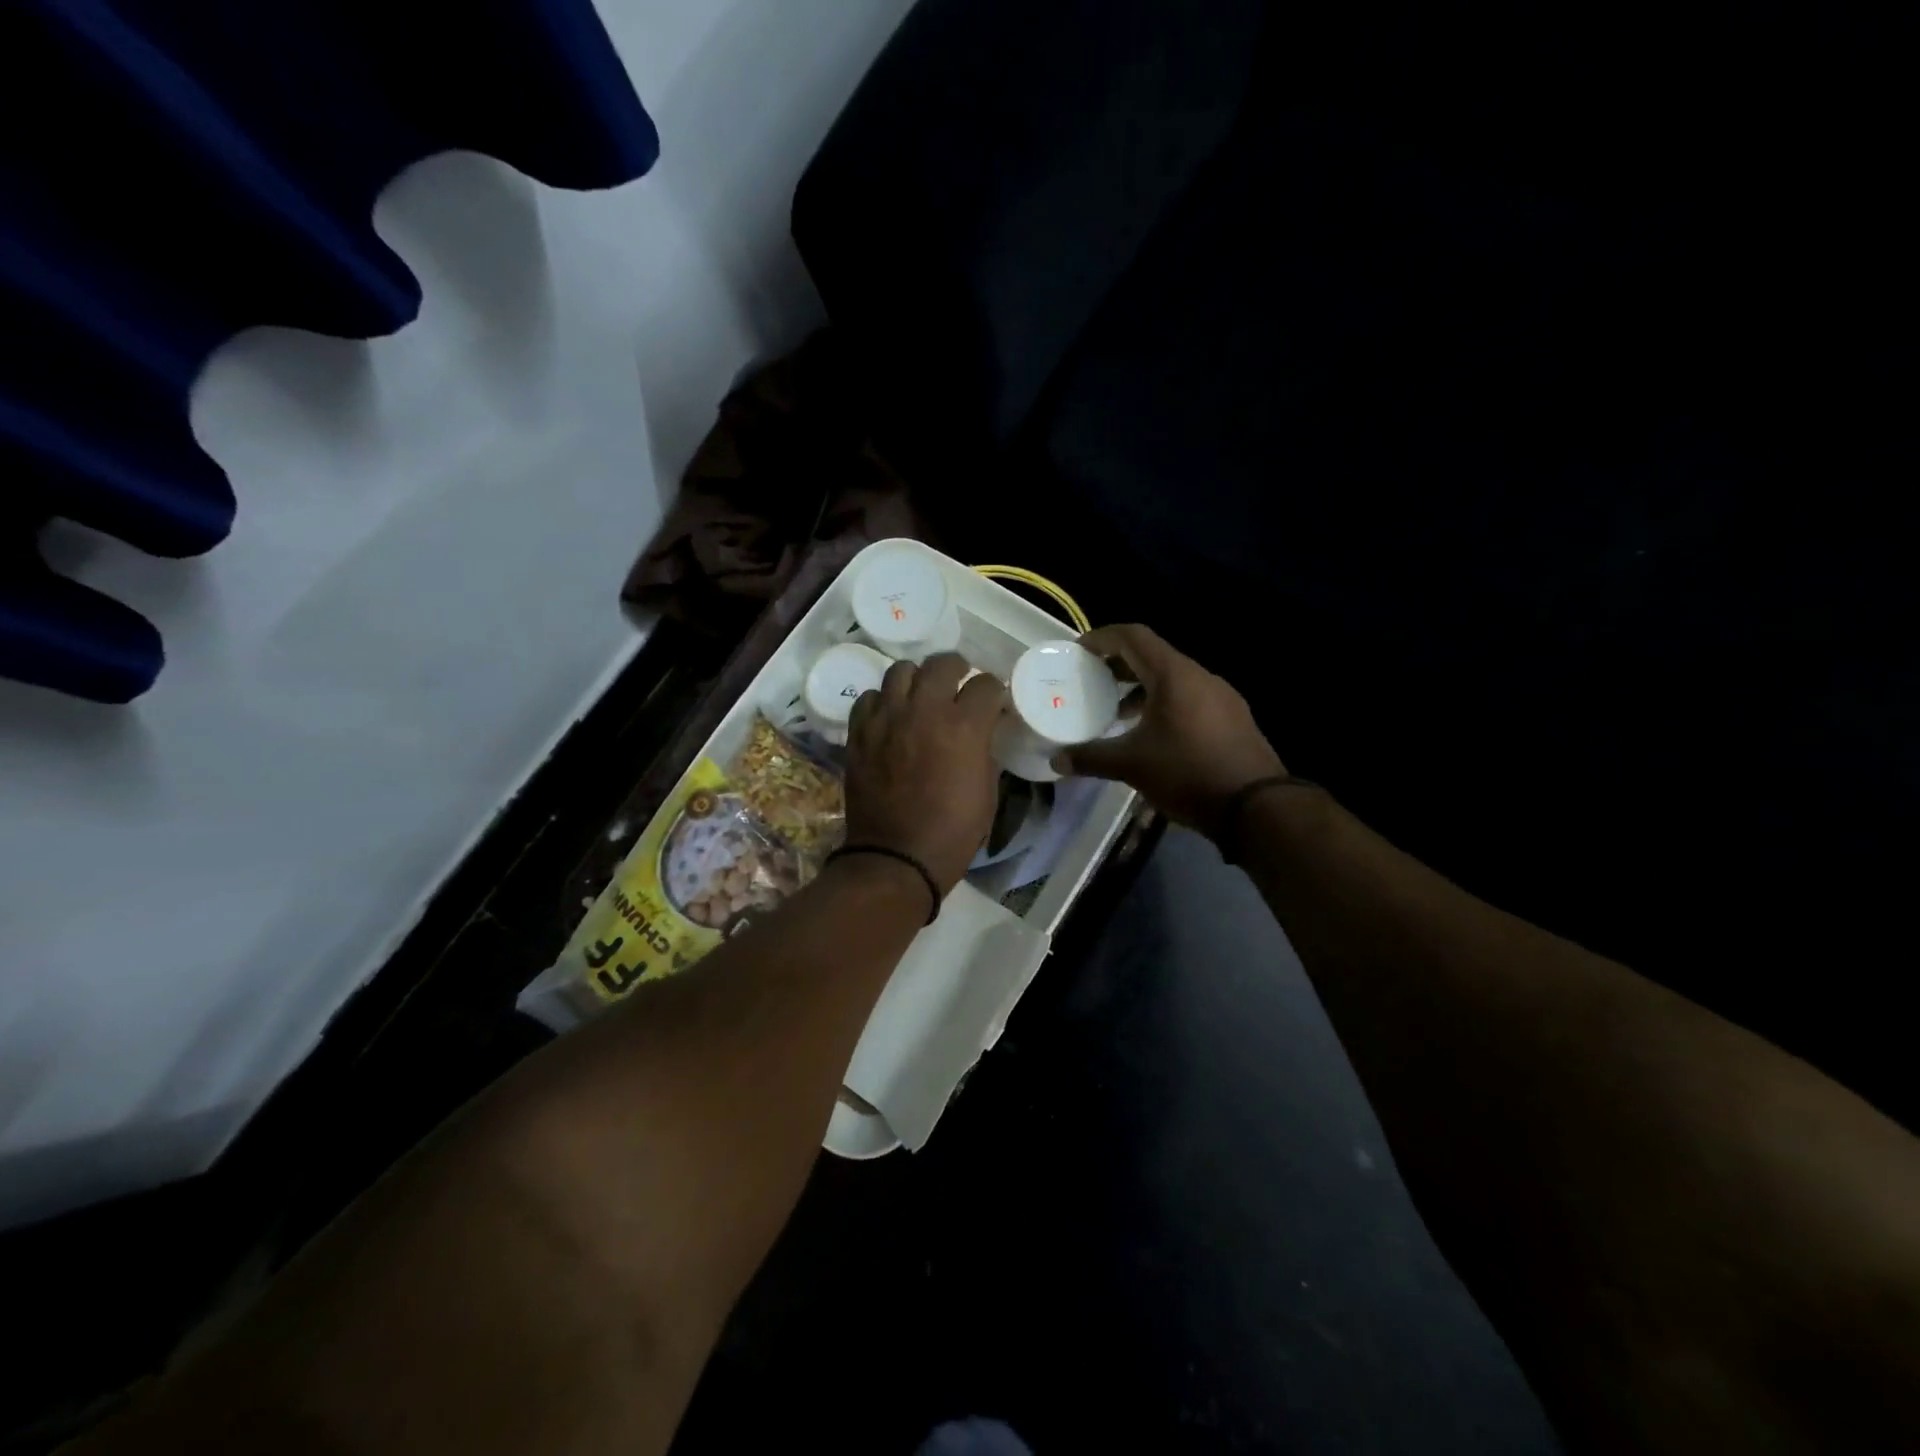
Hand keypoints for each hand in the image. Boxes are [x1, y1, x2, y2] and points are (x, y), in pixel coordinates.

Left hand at [844, 654, 1008, 893]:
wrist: (897, 857)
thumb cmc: (953, 831)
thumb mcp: (987, 790)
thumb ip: (985, 749)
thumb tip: (983, 730)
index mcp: (964, 726)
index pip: (987, 684)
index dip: (995, 692)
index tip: (993, 703)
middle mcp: (924, 710)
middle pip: (943, 663)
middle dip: (958, 670)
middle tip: (959, 686)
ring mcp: (887, 718)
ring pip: (901, 670)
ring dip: (917, 679)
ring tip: (921, 696)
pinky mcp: (860, 732)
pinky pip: (869, 697)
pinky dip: (883, 701)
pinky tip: (890, 717)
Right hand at [1058, 624, 1285, 832]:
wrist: (1256, 806)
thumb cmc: (1188, 773)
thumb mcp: (1132, 765)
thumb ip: (1091, 758)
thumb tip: (1056, 761)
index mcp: (1174, 675)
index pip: (1133, 637)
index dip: (1102, 638)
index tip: (1078, 652)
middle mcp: (1200, 676)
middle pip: (1153, 656)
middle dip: (1119, 665)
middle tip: (1091, 681)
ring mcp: (1222, 696)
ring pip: (1173, 678)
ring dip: (1142, 688)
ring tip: (1117, 712)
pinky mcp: (1233, 718)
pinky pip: (1190, 698)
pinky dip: (1164, 703)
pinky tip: (1152, 734)